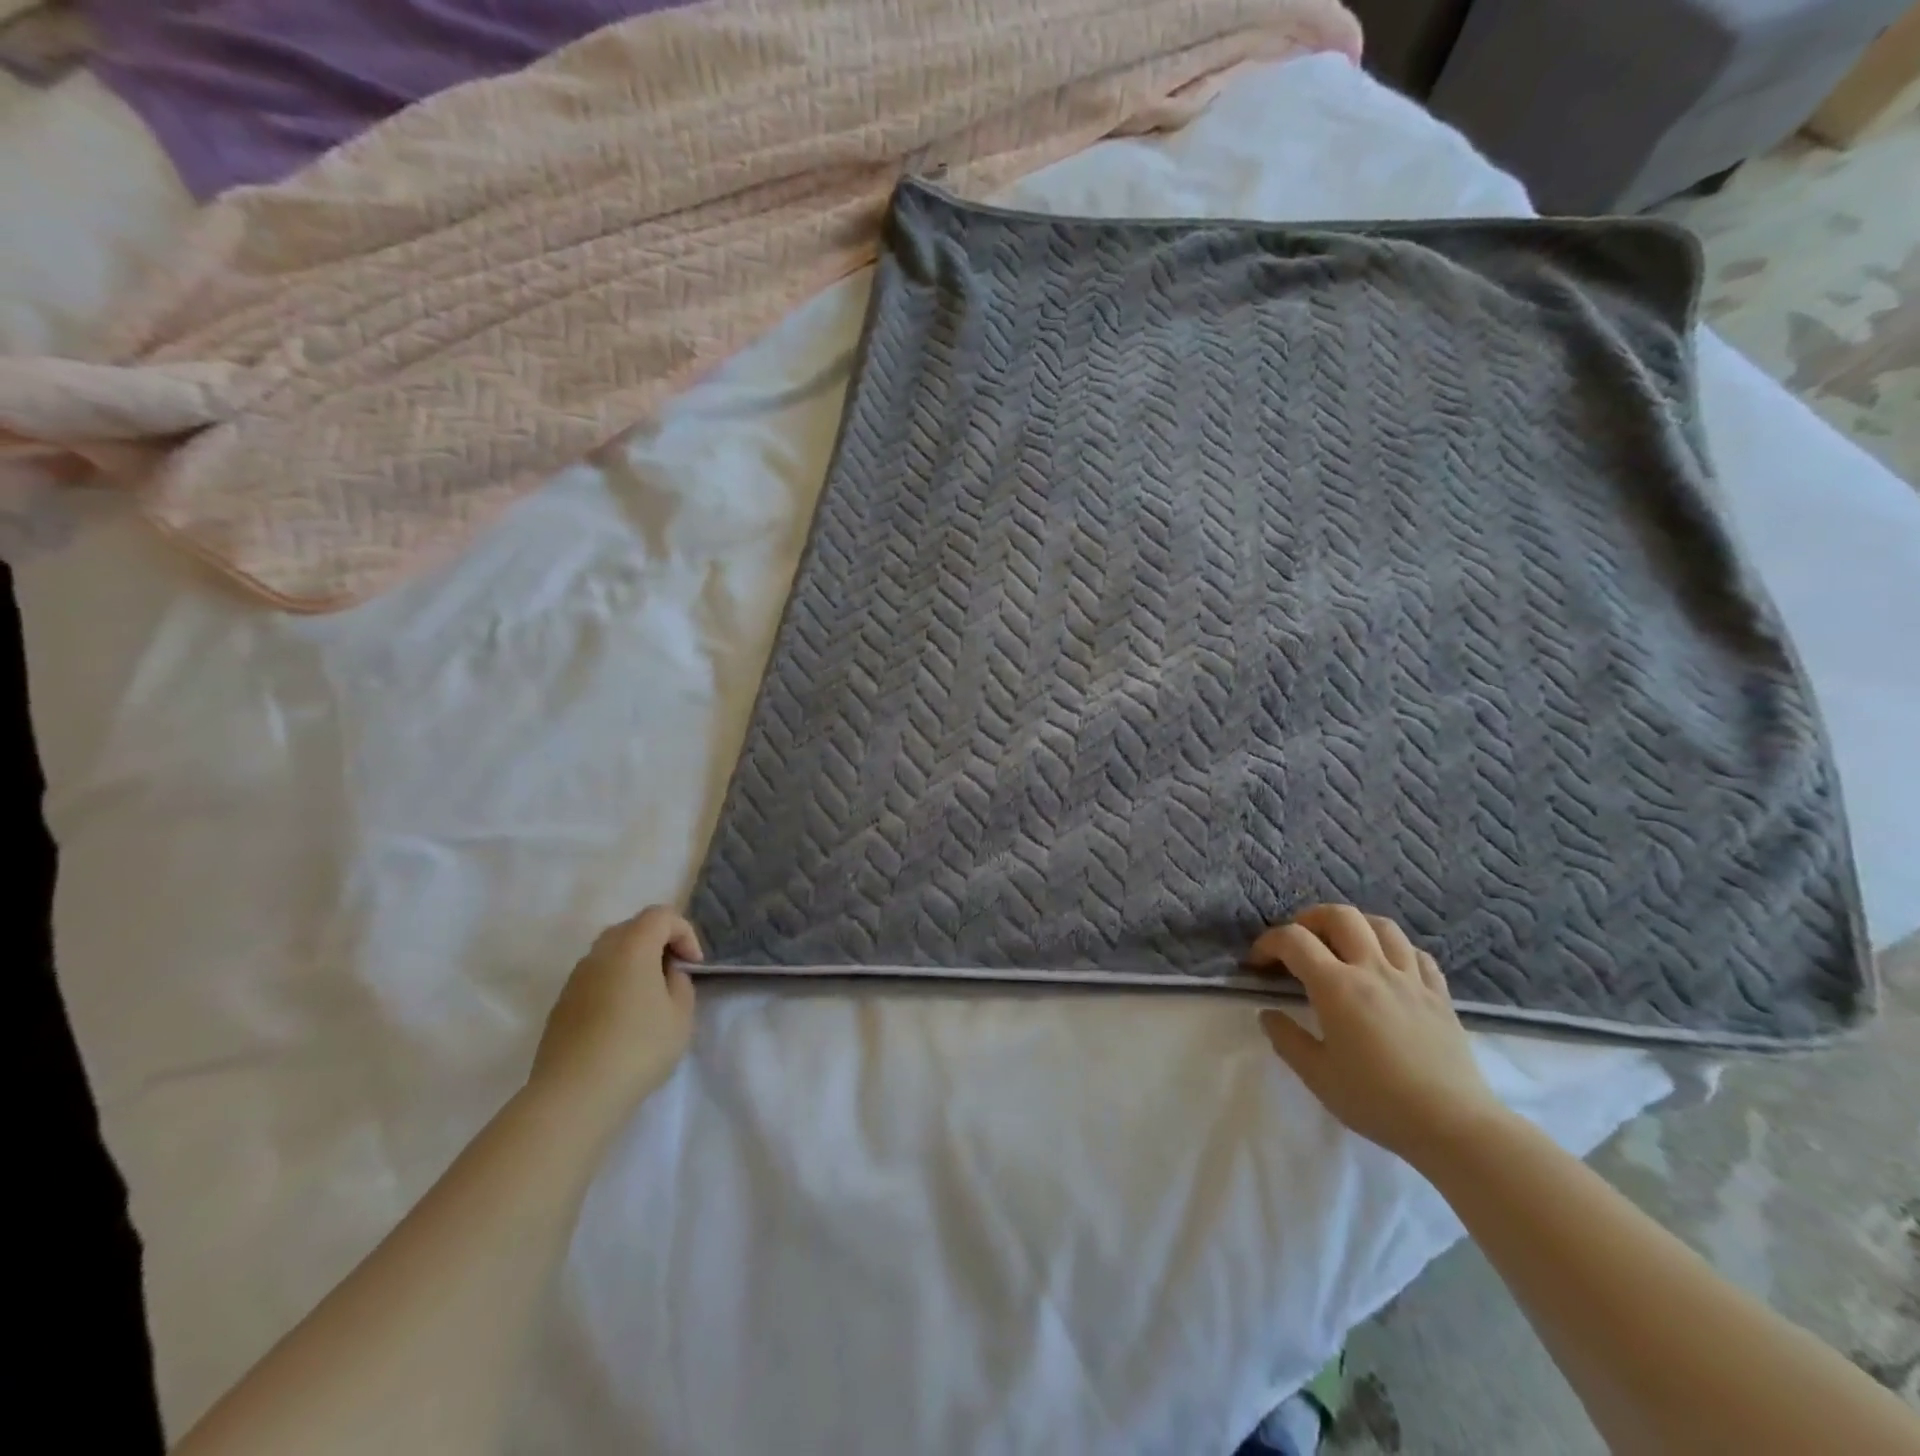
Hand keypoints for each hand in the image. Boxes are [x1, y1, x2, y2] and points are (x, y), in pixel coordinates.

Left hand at [529, 906, 701, 1117]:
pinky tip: (621, 1019)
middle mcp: (599, 953)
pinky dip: (613, 983)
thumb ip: (680, 984)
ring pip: (610, 952)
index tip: (693, 965)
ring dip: (633, 962)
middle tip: (673, 973)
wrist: (573, 1095)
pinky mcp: (561, 1004)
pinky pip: (594, 978)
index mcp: (632, 947)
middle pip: (632, 927)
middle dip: (658, 942)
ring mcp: (575, 979)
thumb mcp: (680, 1016)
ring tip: (648, 997)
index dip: (684, 932)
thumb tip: (665, 975)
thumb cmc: (637, 1049)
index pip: (661, 915)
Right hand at [1252, 904, 1505, 1162]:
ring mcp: (1411, 979)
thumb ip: (1287, 1039)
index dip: (1268, 943)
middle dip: (1310, 919)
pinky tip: (1386, 966)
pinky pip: (1416, 953)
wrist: (1454, 1126)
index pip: (1294, 940)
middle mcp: (1373, 970)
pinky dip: (1394, 948)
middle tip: (1298, 942)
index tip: (1257, 963)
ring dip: (1354, 925)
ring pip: (1382, 925)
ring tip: (1341, 944)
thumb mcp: (1317, 1076)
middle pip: (1340, 916)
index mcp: (1337, 986)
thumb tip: (1268, 1014)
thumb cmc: (1377, 1101)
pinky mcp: (1440, 995)